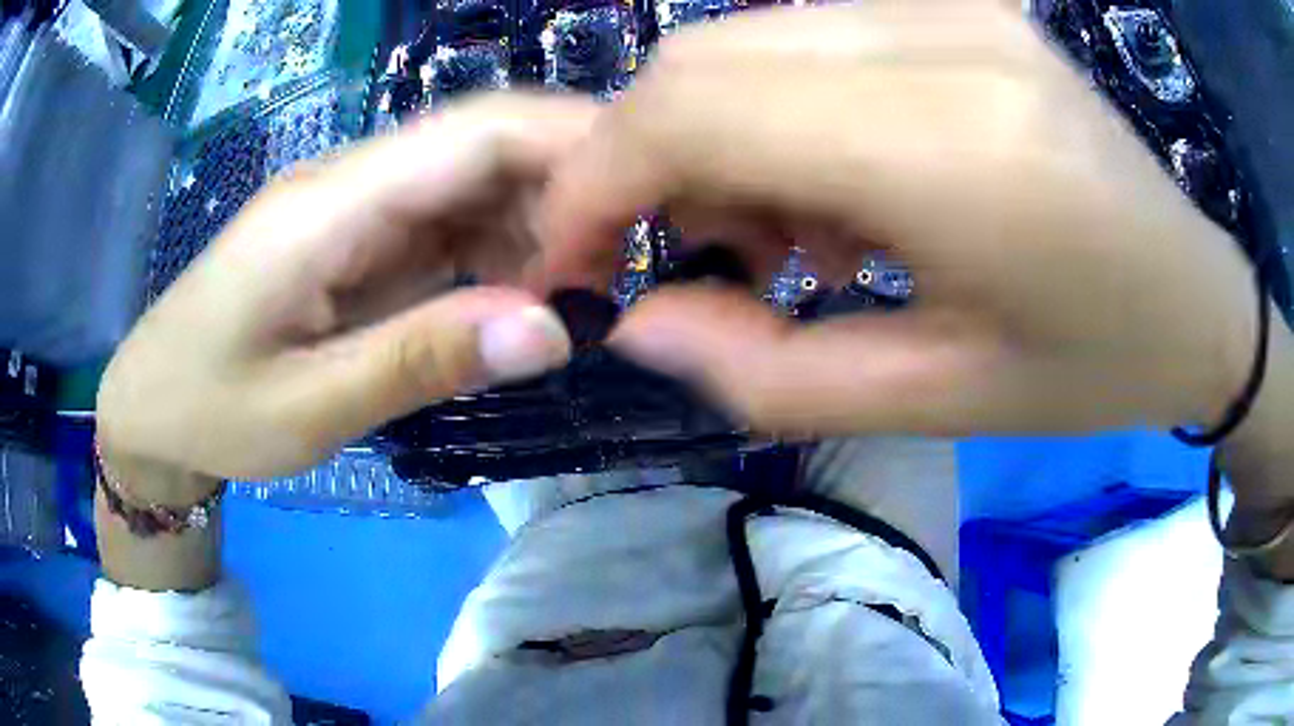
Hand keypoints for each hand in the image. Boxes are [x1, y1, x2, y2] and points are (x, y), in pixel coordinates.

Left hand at [98, 96, 594, 484]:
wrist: (151, 408)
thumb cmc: (208, 410)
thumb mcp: (308, 408)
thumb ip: (422, 359)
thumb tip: (554, 330)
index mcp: (329, 205)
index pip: (475, 133)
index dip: (570, 143)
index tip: (646, 198)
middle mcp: (350, 184)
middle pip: (483, 145)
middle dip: (568, 188)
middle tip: (622, 269)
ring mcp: (355, 210)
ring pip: (474, 184)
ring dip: (538, 226)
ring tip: (581, 296)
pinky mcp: (357, 241)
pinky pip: (448, 226)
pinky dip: (498, 254)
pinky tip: (521, 300)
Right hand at [538, 2, 1260, 437]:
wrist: (1196, 299)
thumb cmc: (1096, 371)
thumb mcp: (940, 403)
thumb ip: (771, 373)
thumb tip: (641, 320)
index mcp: (958, 148)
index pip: (694, 107)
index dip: (597, 180)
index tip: (576, 257)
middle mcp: (945, 37)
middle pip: (704, 57)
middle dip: (646, 159)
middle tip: (686, 255)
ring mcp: (956, 5)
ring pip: (747, 40)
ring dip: (719, 137)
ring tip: (791, 236)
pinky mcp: (963, 5)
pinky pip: (811, 36)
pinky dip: (781, 108)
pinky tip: (846, 184)